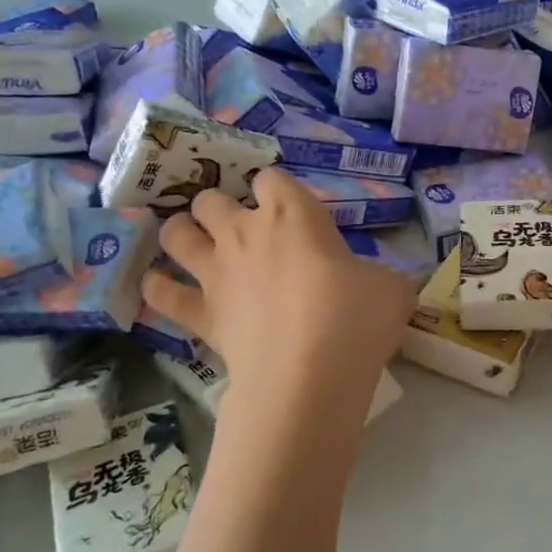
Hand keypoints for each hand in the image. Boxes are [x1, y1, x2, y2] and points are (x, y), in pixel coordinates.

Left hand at [142, 169, 414, 408]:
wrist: (309, 373)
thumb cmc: (356, 318)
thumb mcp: (392, 289)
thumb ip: (384, 276)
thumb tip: (386, 283)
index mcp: (294, 215)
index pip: (272, 178)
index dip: (276, 188)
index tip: (289, 208)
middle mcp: (246, 233)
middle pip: (211, 198)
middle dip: (220, 207)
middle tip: (239, 229)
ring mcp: (216, 272)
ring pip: (176, 233)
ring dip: (181, 233)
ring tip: (193, 244)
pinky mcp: (199, 313)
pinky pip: (161, 293)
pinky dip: (158, 288)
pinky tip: (162, 289)